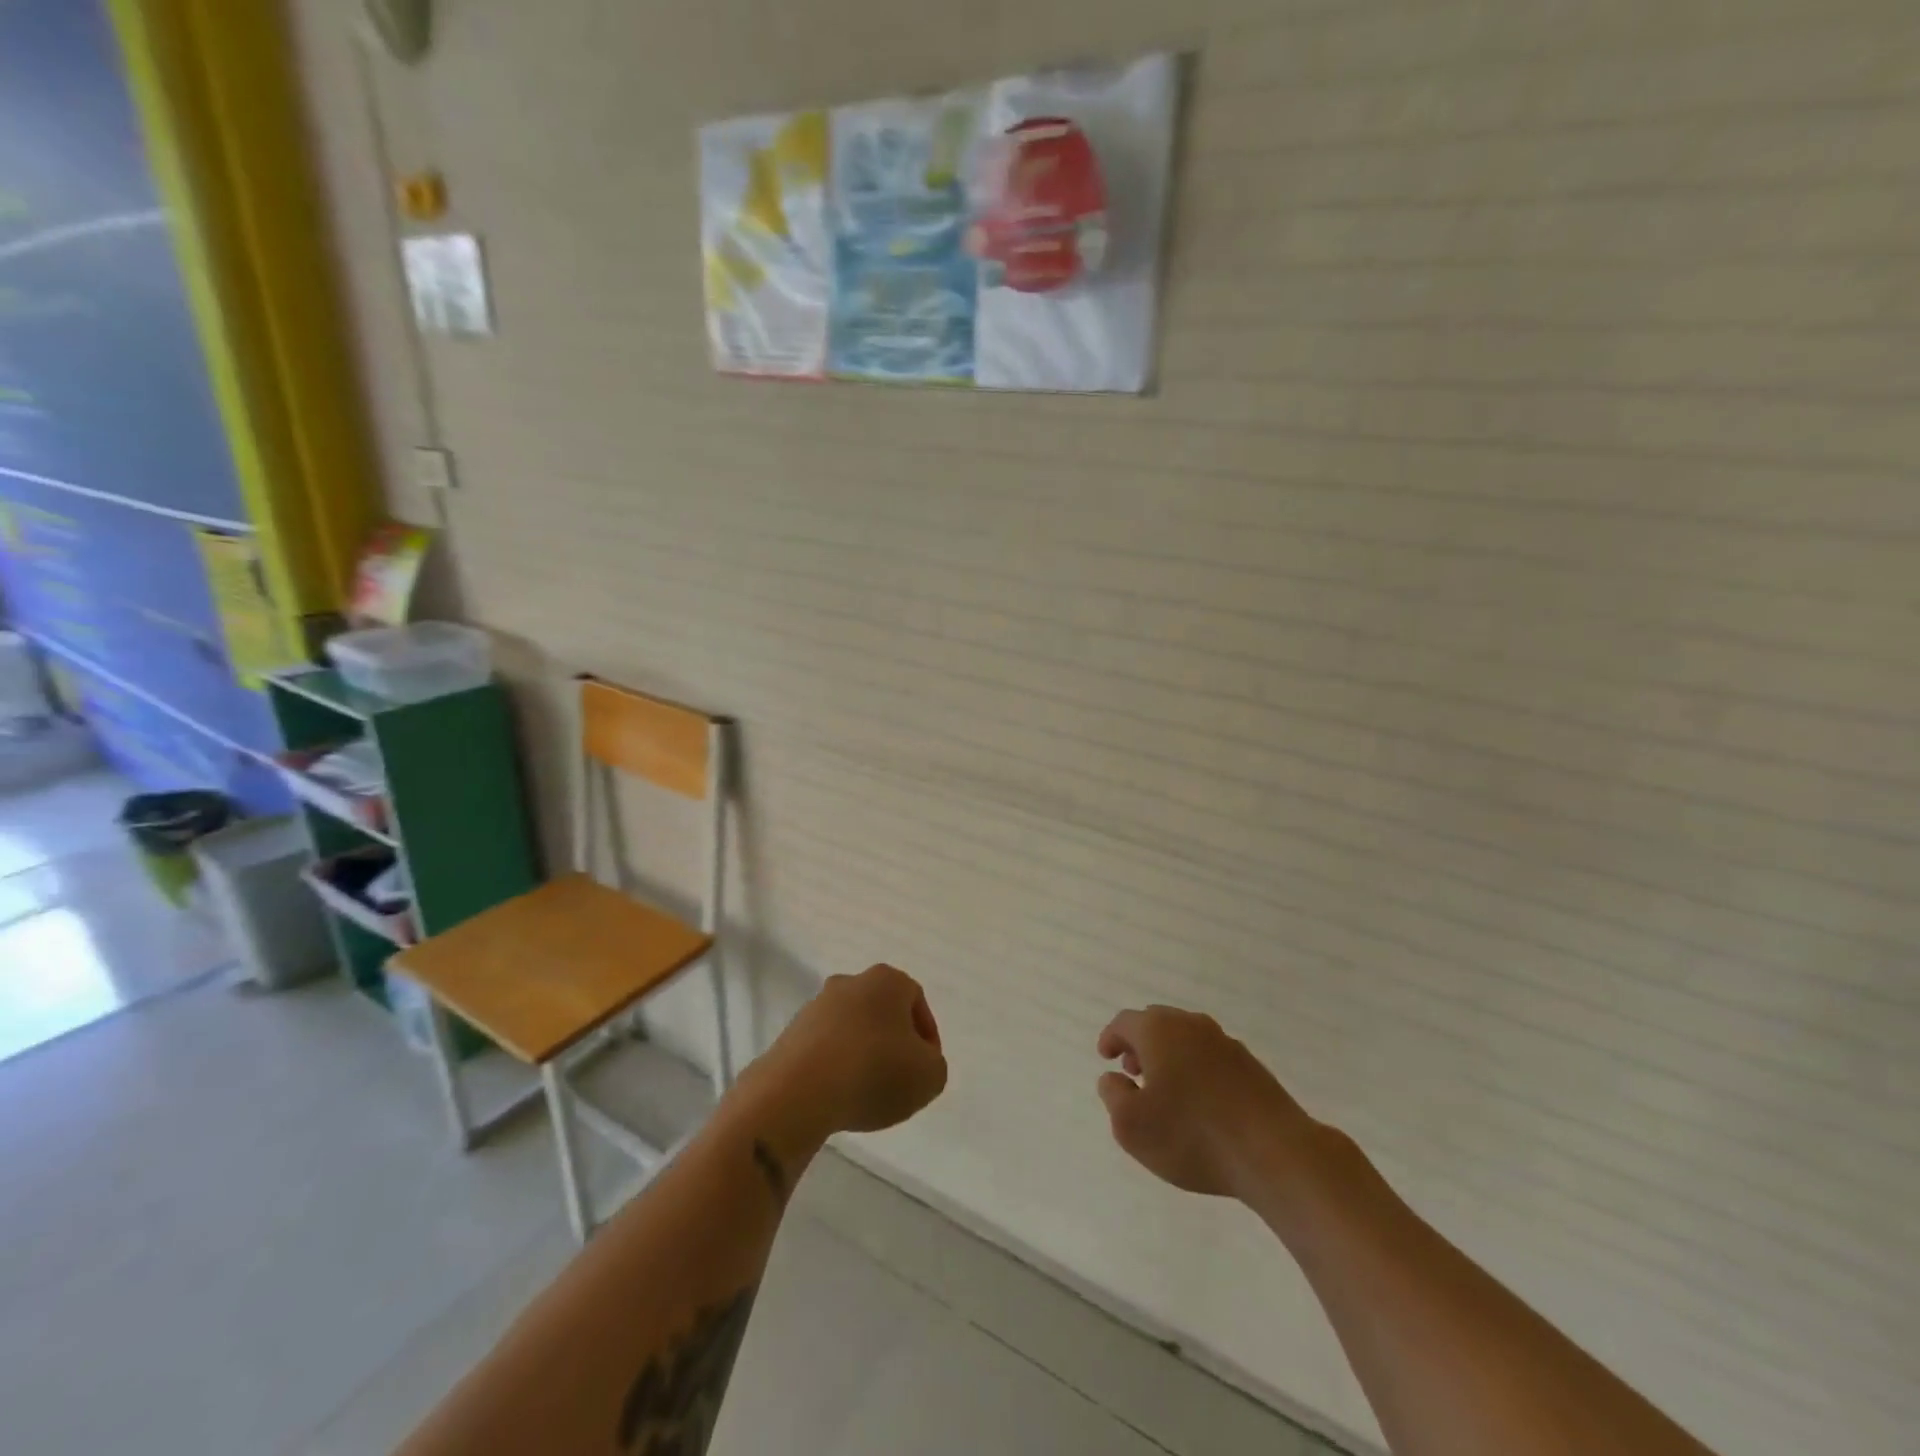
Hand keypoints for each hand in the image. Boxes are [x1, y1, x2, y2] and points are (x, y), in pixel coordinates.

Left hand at [748, 964, 947, 1140]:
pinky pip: (824, 1048)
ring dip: (862, 1054)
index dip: (926, 1037)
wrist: (798, 1092)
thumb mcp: (930, 1076)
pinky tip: (838, 1095)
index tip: (925, 1067)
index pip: (916, 1001)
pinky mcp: (790, 1033)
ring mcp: (816, 1006)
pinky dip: (835, 1067)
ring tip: (866, 1092)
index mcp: (887, 980)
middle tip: (898, 1077)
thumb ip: (933, 1064)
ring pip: (851, 1028)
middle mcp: (850, 983)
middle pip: (881, 1012)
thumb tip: (918, 1061)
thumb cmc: (874, 1072)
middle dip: (892, 1042)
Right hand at [1097, 1006, 1314, 1199]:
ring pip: (1186, 1039)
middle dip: (1140, 1044)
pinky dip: (1196, 1070)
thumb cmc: (1192, 1135)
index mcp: (1158, 1030)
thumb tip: (1114, 1078)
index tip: (1105, 1057)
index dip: (1111, 1038)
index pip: (1125, 1022)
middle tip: (1133, 1071)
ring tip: (1165, 1091)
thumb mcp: (1132, 1126)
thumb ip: (1113, 1095)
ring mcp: (1225, 1043)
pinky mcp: (1251, 1066)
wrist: (1274, 1152)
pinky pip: (1211, 1057)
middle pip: (1157, 1024)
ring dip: (1169, 1057)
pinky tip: (1199, 1103)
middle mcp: (1191, 1025)